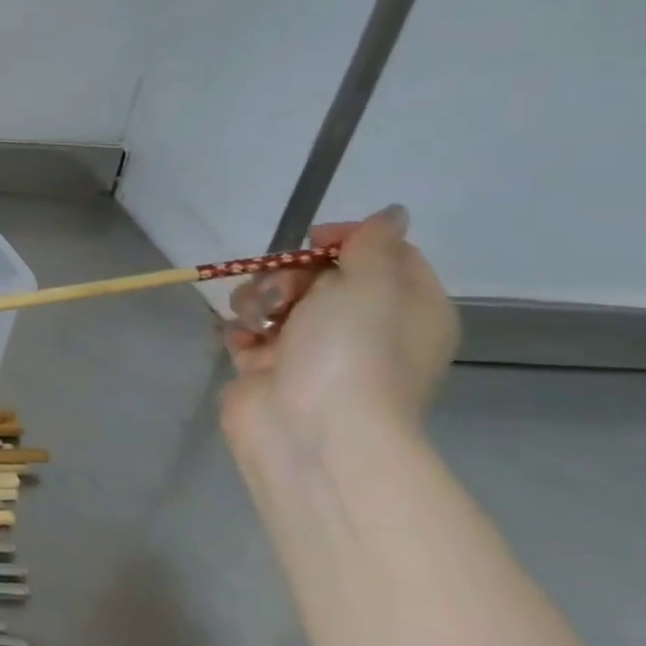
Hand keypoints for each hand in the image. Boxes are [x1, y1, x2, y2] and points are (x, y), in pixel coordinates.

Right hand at [220, 206, 458, 460]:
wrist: (312, 429)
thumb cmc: (352, 353)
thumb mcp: (373, 285)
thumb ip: (373, 244)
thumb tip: (390, 215)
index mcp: (406, 307)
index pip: (382, 253)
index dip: (344, 240)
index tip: (311, 240)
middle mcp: (362, 326)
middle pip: (318, 274)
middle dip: (287, 273)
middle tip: (283, 292)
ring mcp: (311, 349)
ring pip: (275, 299)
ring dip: (257, 300)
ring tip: (256, 322)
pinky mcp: (267, 367)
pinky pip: (247, 331)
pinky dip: (240, 329)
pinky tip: (242, 339)